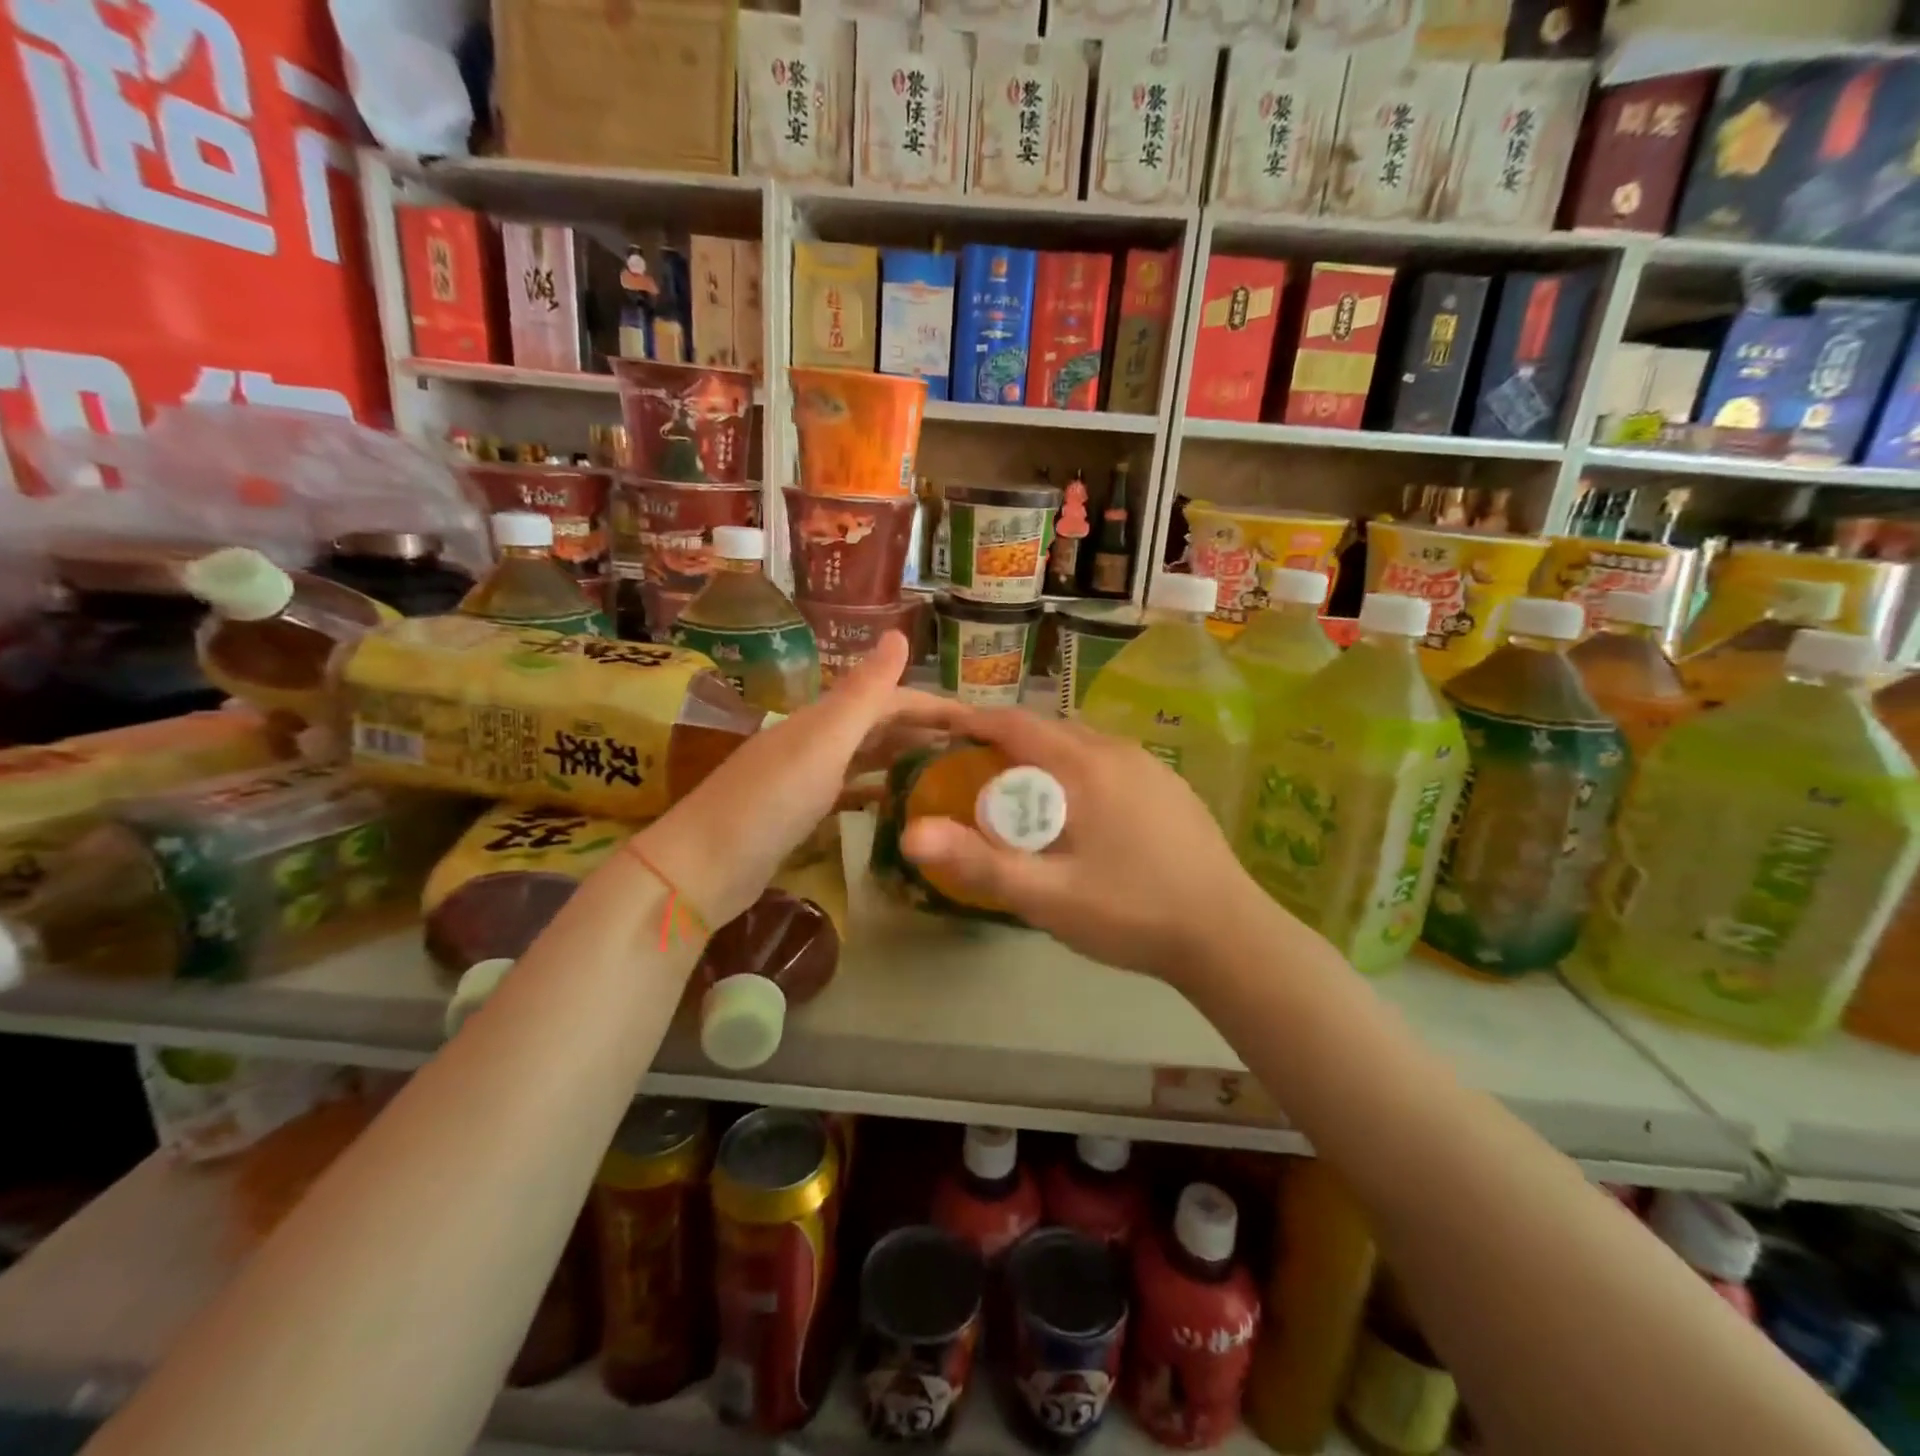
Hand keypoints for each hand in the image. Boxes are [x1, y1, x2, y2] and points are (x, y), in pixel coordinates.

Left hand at [632, 633, 948, 927]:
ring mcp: (805, 777)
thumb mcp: (823, 743)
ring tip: (945, 776)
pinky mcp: (799, 813)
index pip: (890, 700)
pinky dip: (875, 791)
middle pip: (878, 726)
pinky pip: (849, 791)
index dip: (933, 707)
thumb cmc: (768, 802)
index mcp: (823, 720)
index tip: (979, 725)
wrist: (701, 868)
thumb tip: (900, 633)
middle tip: (972, 754)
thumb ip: (862, 693)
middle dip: (923, 732)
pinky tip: (895, 804)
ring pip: (865, 758)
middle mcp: (815, 740)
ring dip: (902, 760)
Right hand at [898, 708, 1275, 987]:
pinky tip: (1082, 813)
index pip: (1015, 723)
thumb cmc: (1130, 911)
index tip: (942, 729)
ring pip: (1083, 745)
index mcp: (1084, 765)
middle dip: (1007, 741)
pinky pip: (1110, 763)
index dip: (973, 721)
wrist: (1228, 934)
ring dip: (1046, 757)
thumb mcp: (1046, 896)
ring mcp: (1151, 767)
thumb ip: (977, 863)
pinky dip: (1079, 771)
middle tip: (974, 771)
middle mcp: (1118, 751)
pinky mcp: (1172, 787)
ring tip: (1023, 792)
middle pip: (1049, 729)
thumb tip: (910, 835)